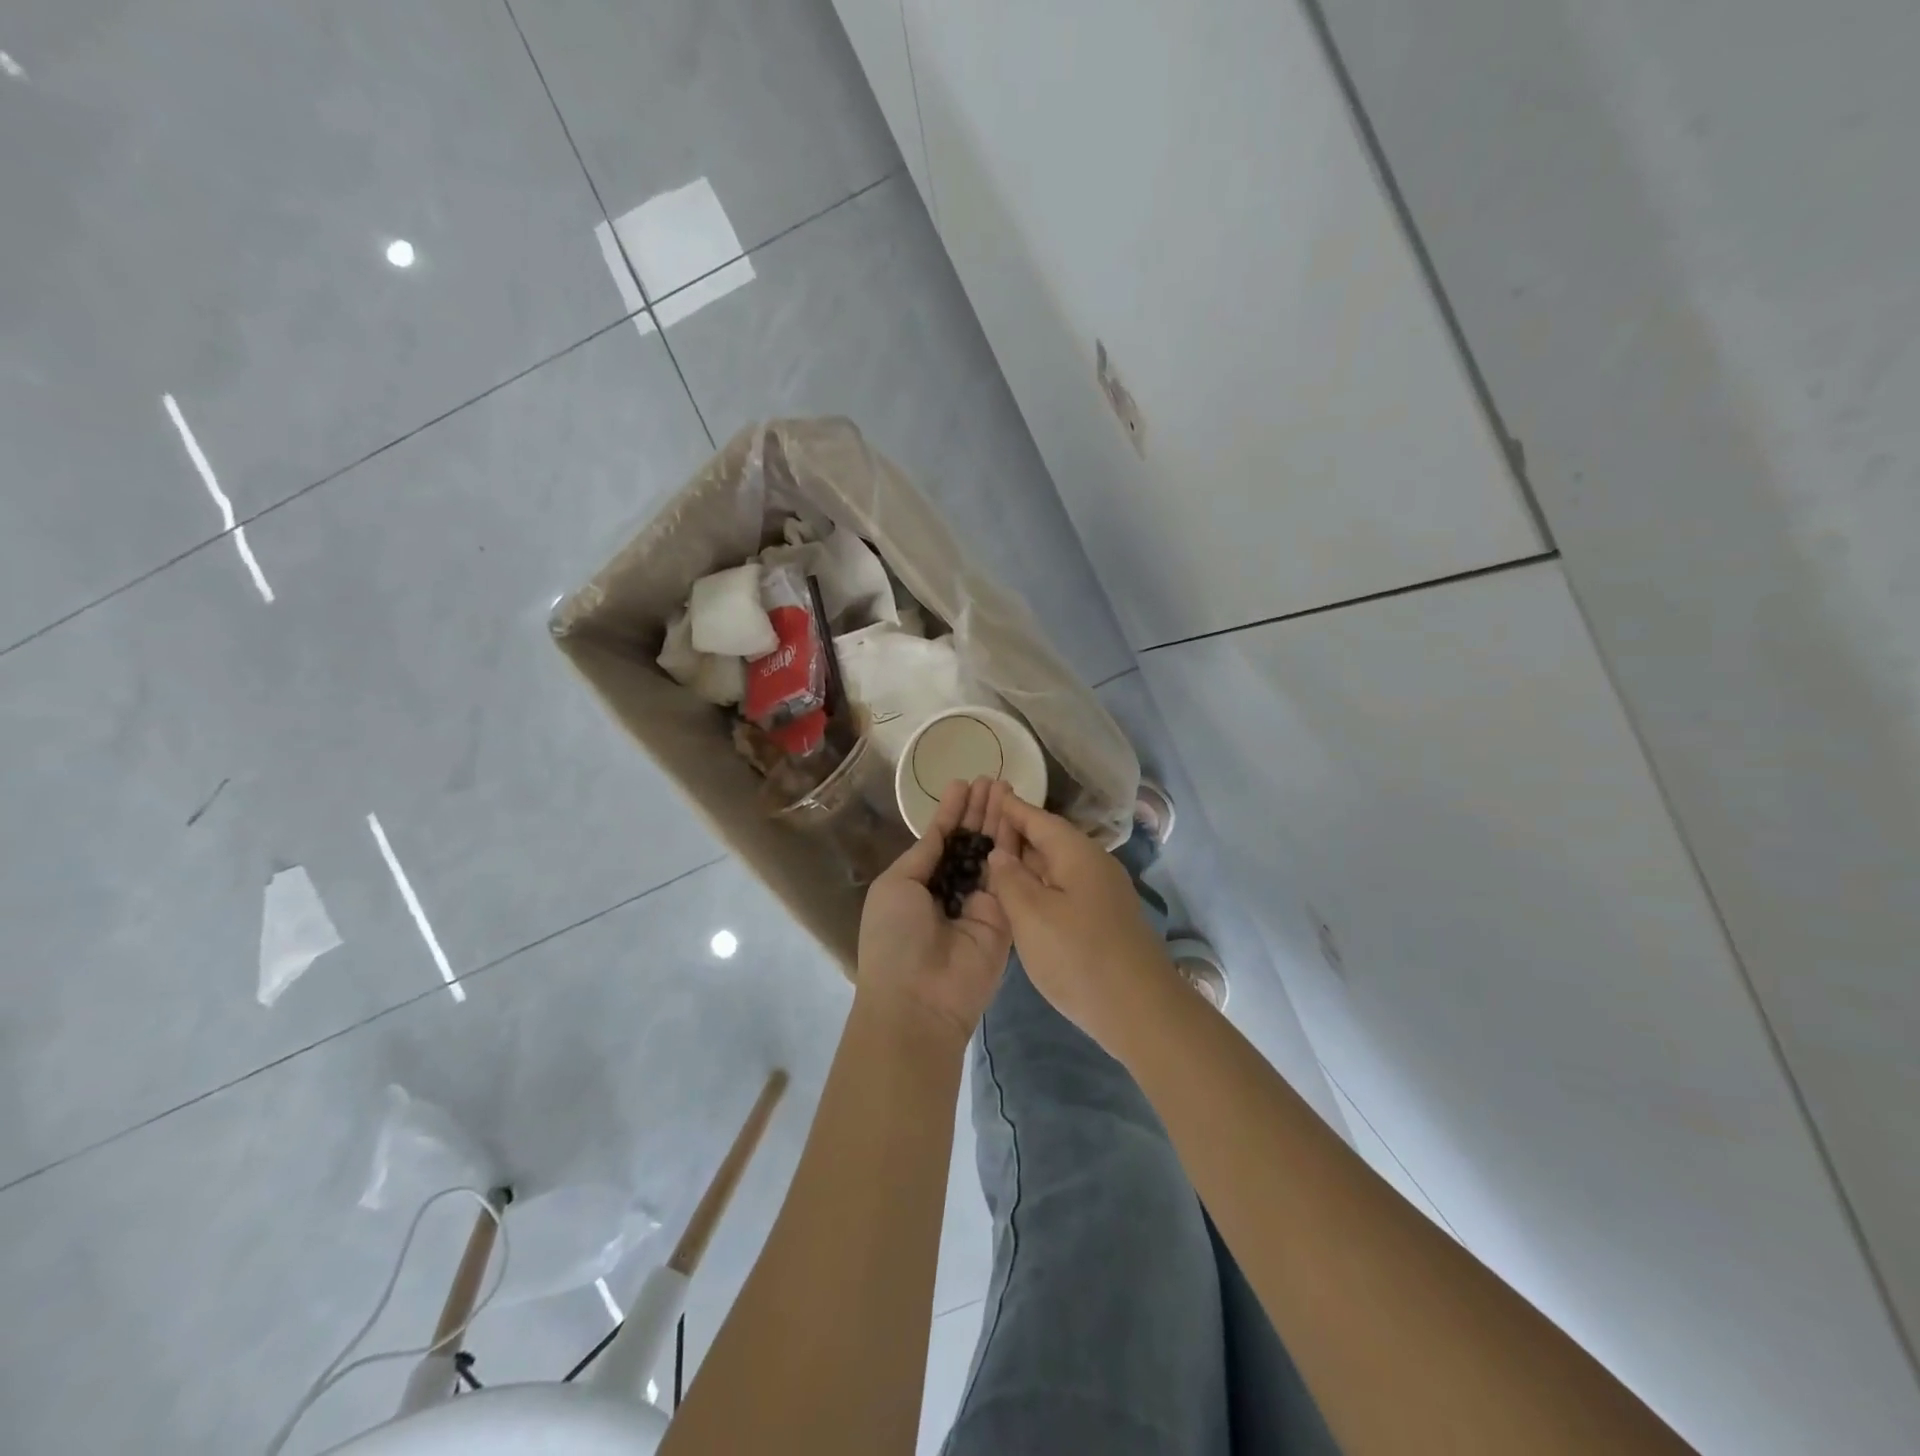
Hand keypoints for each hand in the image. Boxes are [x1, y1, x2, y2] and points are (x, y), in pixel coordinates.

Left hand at [856, 778, 1014, 1041]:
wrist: (919, 998)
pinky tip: (1018, 818)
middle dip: (979, 811)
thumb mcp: (896, 886)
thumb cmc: (894, 938)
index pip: (940, 840)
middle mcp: (951, 890)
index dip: (951, 812)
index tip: (963, 783)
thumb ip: (923, 856)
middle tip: (994, 778)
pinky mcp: (1005, 917)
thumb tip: (939, 830)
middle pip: (970, 842)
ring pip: (992, 853)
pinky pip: (1009, 876)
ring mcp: (980, 903)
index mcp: (918, 884)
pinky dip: (1012, 846)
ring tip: (1006, 786)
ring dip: (997, 820)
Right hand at [986, 795, 1181, 1059]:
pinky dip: (1040, 886)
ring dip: (1027, 862)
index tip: (985, 789)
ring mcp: (1101, 893)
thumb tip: (1000, 853)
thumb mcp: (1032, 915)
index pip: (1038, 818)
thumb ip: (1010, 879)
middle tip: (978, 825)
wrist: (1140, 1010)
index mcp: (1077, 853)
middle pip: (1048, 839)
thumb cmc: (1079, 956)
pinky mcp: (1103, 919)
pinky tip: (1020, 898)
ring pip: (1056, 867)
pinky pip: (1064, 889)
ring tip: (991, 859)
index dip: (1010, 807)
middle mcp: (1093, 864)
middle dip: (1015, 833)